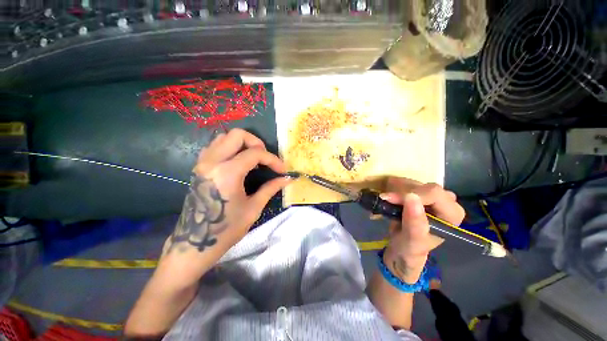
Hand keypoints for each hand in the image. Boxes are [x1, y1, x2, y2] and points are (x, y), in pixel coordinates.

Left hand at [163, 129, 290, 257]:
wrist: (194, 243)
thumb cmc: (226, 229)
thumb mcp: (253, 208)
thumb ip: (271, 188)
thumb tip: (287, 179)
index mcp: (227, 173)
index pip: (255, 154)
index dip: (273, 159)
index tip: (282, 170)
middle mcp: (212, 162)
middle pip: (237, 135)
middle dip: (257, 143)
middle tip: (265, 158)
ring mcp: (202, 163)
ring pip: (224, 137)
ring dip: (243, 143)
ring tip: (253, 158)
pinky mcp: (199, 167)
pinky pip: (215, 146)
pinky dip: (230, 147)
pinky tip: (238, 161)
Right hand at [380, 178, 464, 282]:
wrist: (403, 248)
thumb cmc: (410, 248)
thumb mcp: (412, 240)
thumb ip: (414, 222)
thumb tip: (411, 197)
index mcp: (452, 215)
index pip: (434, 193)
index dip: (411, 193)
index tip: (389, 199)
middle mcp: (447, 202)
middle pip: (424, 186)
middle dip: (402, 192)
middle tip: (385, 200)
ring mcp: (434, 197)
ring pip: (414, 183)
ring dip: (397, 189)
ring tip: (386, 200)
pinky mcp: (421, 194)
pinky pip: (408, 183)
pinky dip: (395, 188)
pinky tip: (389, 197)